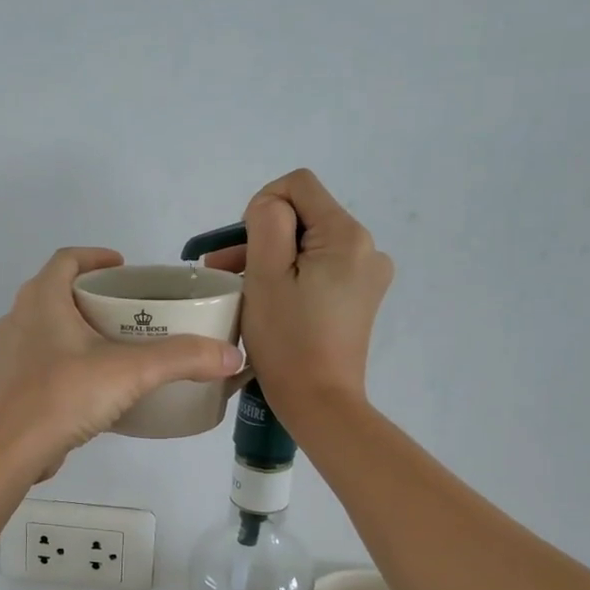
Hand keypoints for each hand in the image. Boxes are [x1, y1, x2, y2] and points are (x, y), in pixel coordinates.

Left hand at [0, 247, 244, 479]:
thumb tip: (231, 355)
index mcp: (42, 299)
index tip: (124, 268)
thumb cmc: (63, 395)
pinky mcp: (10, 384)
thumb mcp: (131, 372)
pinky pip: (42, 358)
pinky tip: (92, 382)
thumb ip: (182, 359)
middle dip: (92, 294)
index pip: (67, 259)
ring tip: (115, 344)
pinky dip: (67, 358)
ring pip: (47, 326)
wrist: (8, 452)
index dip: (96, 257)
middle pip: (57, 291)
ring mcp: (10, 353)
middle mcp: (19, 317)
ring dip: (78, 327)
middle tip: (129, 308)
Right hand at [203, 169, 391, 421]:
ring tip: (237, 289)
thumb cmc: (287, 341)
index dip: (262, 206)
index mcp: (347, 236)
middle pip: (304, 217)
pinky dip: (292, 276)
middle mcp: (367, 247)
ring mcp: (367, 275)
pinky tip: (269, 302)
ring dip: (272, 259)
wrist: (320, 403)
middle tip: (222, 271)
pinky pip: (319, 269)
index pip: (298, 186)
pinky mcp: (359, 298)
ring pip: (308, 245)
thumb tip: (270, 206)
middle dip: (261, 237)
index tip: (242, 249)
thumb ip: (267, 223)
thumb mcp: (266, 275)